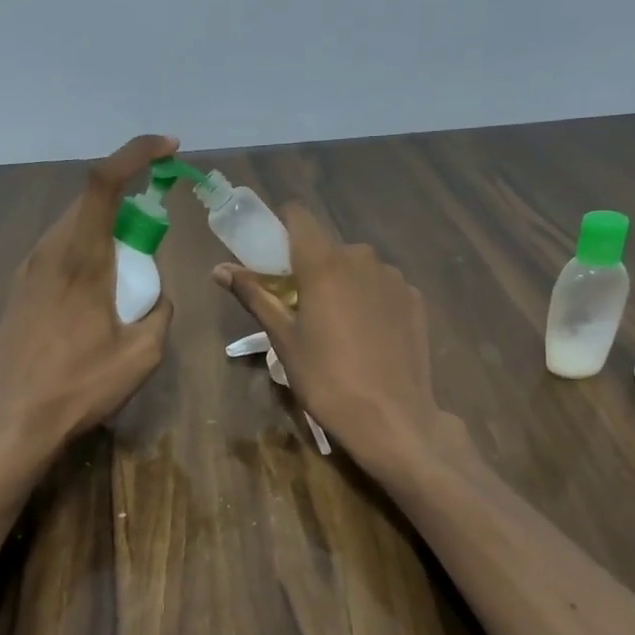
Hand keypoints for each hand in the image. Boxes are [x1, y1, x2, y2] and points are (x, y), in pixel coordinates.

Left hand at [0, 134, 178, 464]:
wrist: (10, 422)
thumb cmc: (78, 387)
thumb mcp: (142, 354)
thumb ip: (159, 311)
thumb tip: (156, 296)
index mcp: (80, 258)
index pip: (104, 182)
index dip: (136, 153)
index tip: (170, 149)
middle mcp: (48, 252)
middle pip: (90, 201)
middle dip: (129, 199)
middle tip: (156, 231)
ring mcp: (28, 270)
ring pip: (73, 226)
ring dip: (107, 230)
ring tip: (129, 270)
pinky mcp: (19, 290)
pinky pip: (59, 251)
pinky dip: (87, 252)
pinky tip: (98, 294)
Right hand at [214, 204, 451, 475]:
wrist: (392, 418)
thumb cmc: (326, 379)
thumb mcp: (283, 339)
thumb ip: (255, 295)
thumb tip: (219, 269)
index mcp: (324, 263)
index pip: (299, 216)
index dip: (281, 226)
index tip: (270, 253)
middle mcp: (362, 258)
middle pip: (327, 246)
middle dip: (309, 266)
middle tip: (298, 305)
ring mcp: (394, 278)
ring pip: (357, 267)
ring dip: (341, 283)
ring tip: (336, 327)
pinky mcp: (415, 299)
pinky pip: (381, 287)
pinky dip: (369, 300)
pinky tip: (367, 337)